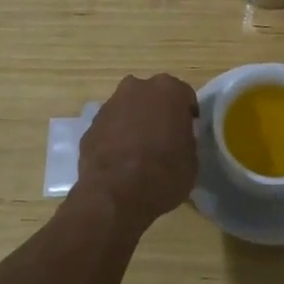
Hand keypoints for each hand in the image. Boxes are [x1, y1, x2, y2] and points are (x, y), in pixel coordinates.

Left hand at [73, 74, 200, 233]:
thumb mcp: (192, 159)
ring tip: (139, 152)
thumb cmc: (164, 174)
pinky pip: (111, 126)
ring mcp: (110, 104)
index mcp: (169, 90)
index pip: (184, 96)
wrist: (115, 195)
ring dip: (135, 122)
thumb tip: (178, 139)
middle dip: (158, 112)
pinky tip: (120, 160)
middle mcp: (138, 88)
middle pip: (153, 96)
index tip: (187, 133)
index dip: (187, 115)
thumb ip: (186, 139)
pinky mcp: (91, 124)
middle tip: (164, 138)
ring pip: (129, 108)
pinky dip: (116, 137)